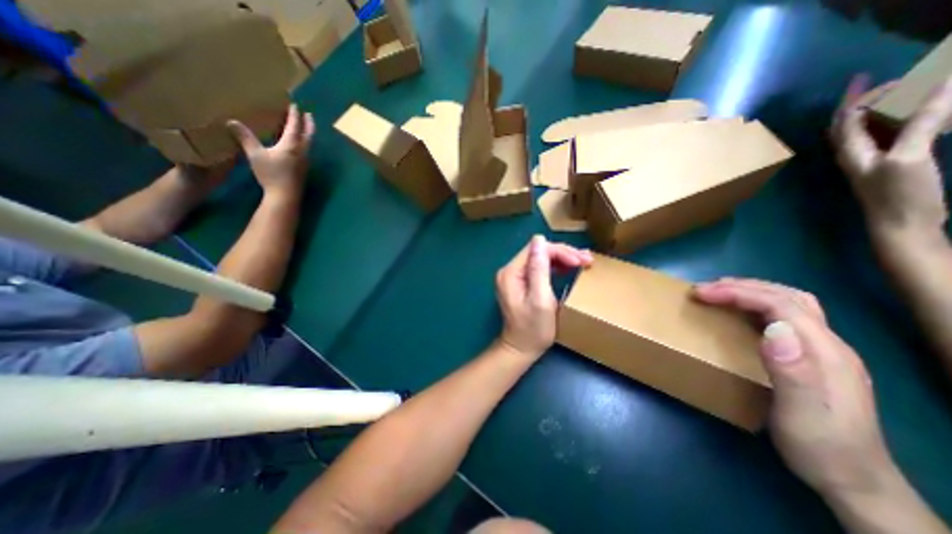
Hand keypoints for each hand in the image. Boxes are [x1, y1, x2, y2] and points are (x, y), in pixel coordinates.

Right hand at [229, 103, 313, 198]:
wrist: (286, 196)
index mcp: (292, 145)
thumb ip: (245, 138)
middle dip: (308, 123)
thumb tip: (231, 121)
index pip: (295, 126)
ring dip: (307, 133)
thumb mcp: (255, 155)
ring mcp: (305, 161)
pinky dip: (303, 142)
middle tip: (308, 114)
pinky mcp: (304, 168)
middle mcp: (302, 151)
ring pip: (308, 143)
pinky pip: (305, 150)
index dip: (294, 114)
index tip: (294, 105)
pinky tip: (297, 145)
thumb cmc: (271, 174)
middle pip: (308, 134)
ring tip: (304, 126)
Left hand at [494, 235, 591, 357]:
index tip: (580, 261)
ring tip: (583, 262)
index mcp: (511, 273)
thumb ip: (539, 269)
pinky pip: (539, 268)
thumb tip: (539, 239)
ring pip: (540, 258)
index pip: (536, 249)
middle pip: (538, 252)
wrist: (521, 348)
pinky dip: (555, 267)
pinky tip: (569, 268)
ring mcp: (514, 277)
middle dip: (563, 254)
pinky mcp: (521, 283)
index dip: (559, 251)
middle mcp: (510, 271)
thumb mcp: (540, 299)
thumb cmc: (533, 329)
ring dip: (562, 259)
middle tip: (587, 260)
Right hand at [698, 280, 898, 500]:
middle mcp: (829, 344)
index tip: (701, 293)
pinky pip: (786, 318)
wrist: (854, 480)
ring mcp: (824, 351)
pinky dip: (759, 306)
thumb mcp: (800, 413)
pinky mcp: (813, 358)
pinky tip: (742, 315)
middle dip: (743, 287)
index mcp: (824, 352)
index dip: (738, 293)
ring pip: (790, 304)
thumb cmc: (819, 446)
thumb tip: (774, 328)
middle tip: (705, 289)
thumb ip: (791, 370)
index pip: (780, 305)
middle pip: (788, 297)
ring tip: (720, 294)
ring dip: (752, 292)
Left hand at [831, 71, 948, 237]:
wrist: (902, 224)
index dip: (857, 95)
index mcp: (850, 150)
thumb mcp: (909, 156)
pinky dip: (908, 119)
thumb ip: (922, 122)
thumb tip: (942, 84)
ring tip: (913, 88)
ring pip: (873, 127)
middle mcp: (854, 153)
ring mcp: (872, 159)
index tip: (870, 75)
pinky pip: (895, 135)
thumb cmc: (899, 194)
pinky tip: (930, 112)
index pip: (845, 118)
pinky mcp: (892, 164)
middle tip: (885, 78)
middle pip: (852, 121)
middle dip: (864, 98)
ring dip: (889, 107)